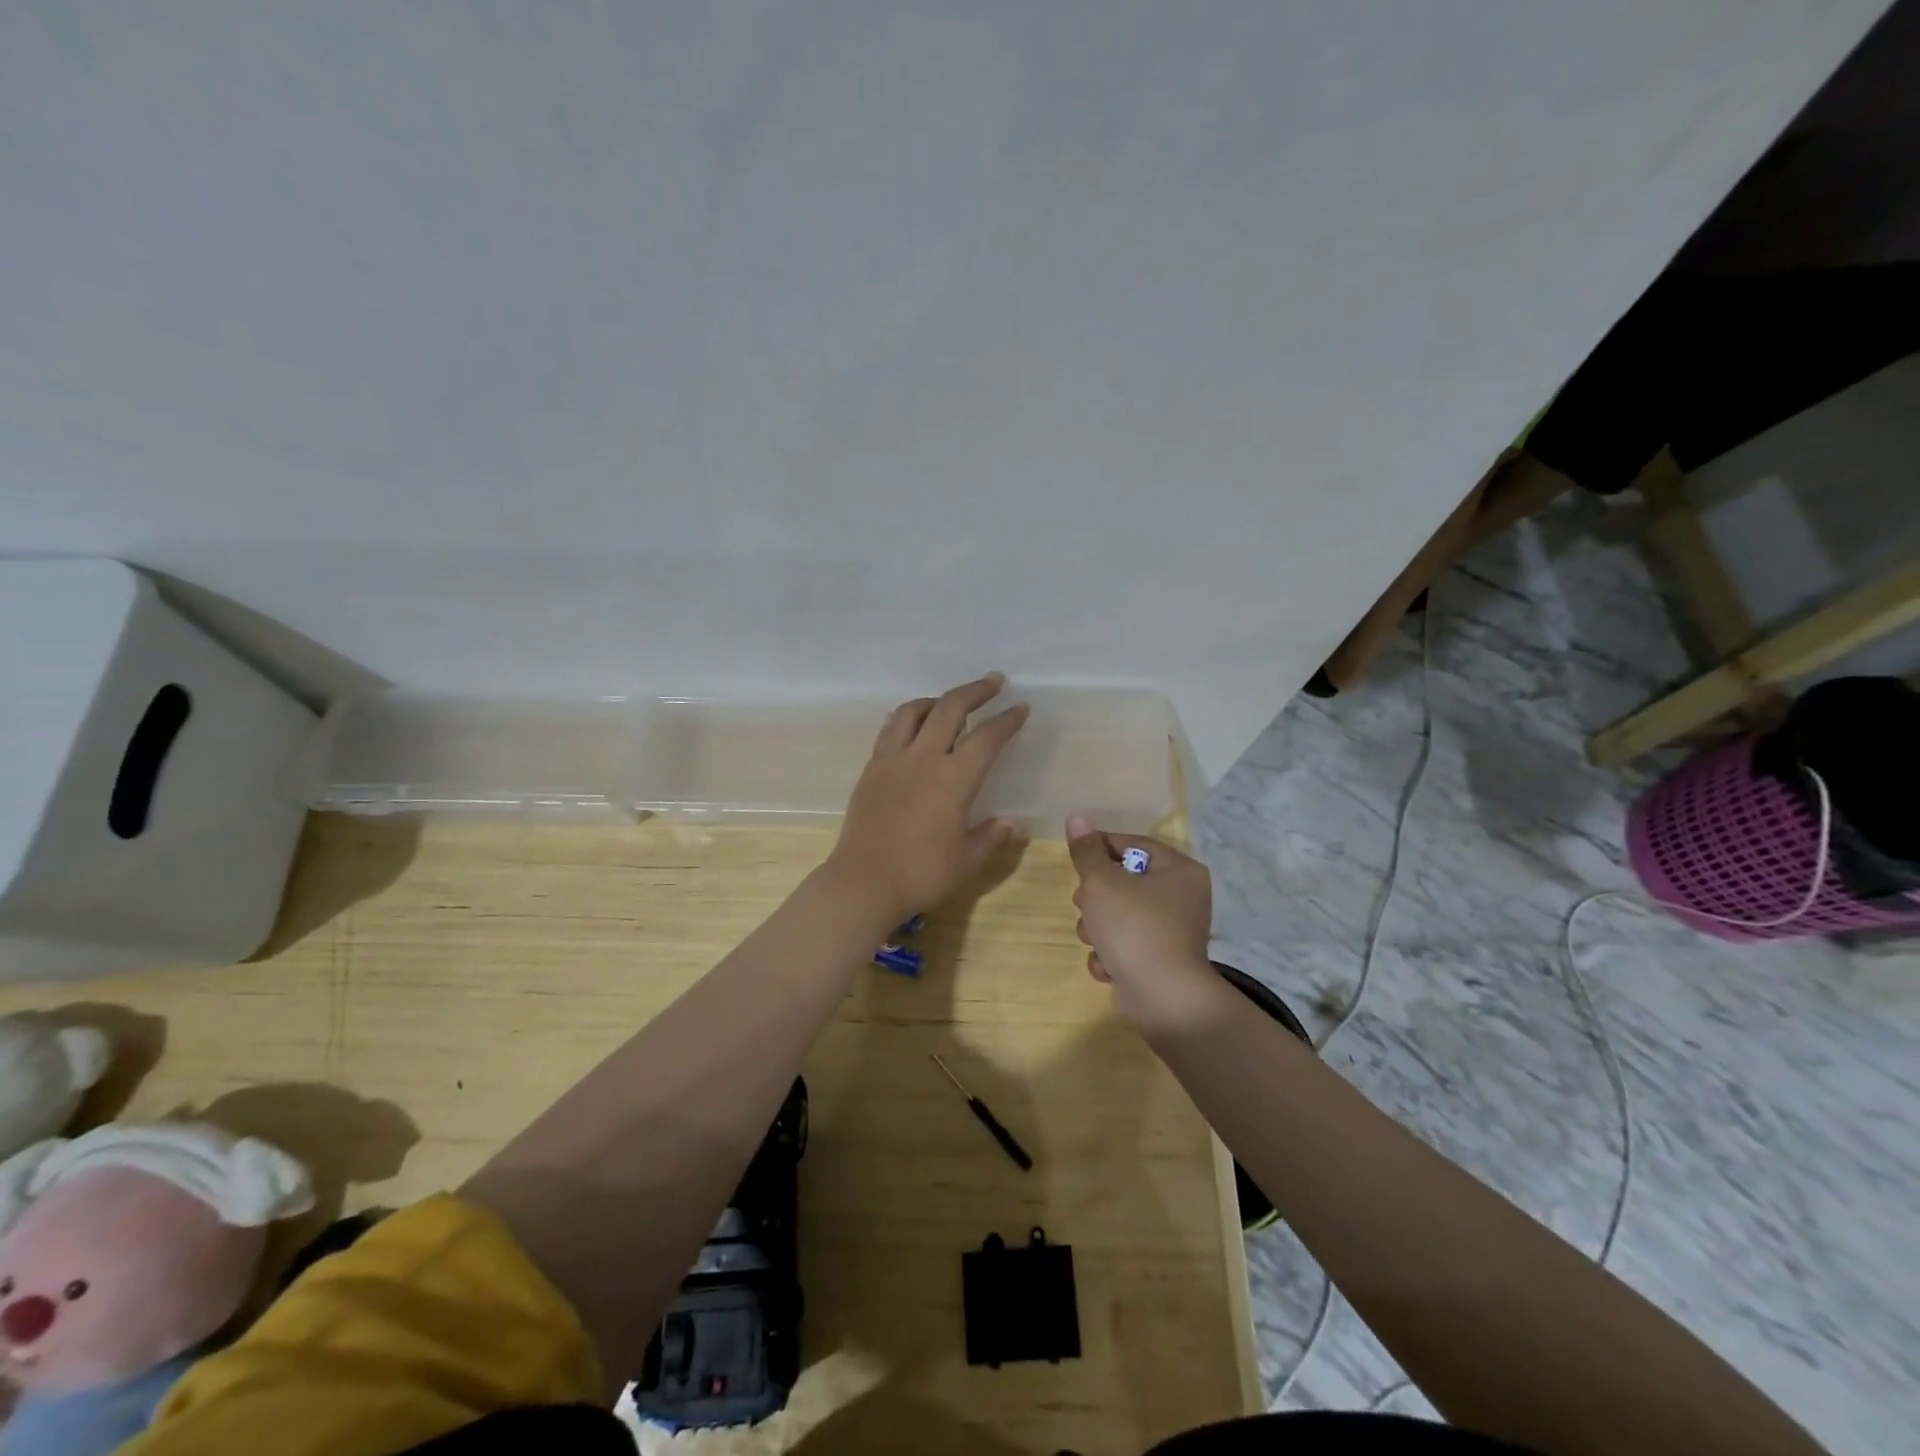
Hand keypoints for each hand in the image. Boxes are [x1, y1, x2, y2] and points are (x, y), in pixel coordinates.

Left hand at [826, 673, 1030, 923]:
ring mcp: (892, 760)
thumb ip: (992, 837)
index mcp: (953, 779)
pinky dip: (906, 716)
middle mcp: (923, 758)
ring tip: (950, 702)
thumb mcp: (966, 861)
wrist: (862, 883)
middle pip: (950, 708)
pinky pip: (890, 729)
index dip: (1007, 720)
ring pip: (914, 711)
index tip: (1021, 707)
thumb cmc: (921, 874)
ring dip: (937, 699)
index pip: (987, 738)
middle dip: (975, 691)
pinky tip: (912, 722)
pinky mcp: (871, 769)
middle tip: (994, 682)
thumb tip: (1015, 825)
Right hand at [1066, 815, 1222, 1032]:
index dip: (1099, 848)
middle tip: (1085, 904)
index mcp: (1179, 870)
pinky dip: (1111, 954)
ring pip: (1118, 914)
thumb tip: (1076, 817)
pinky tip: (1108, 965)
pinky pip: (1125, 944)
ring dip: (1098, 927)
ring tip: (1096, 939)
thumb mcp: (1102, 882)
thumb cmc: (1134, 928)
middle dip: (1096, 897)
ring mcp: (1171, 931)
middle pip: (1123, 881)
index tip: (1075, 859)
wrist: (1162, 999)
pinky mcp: (1158, 960)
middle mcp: (1181, 897)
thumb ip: (1086, 850)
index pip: (1132, 845)